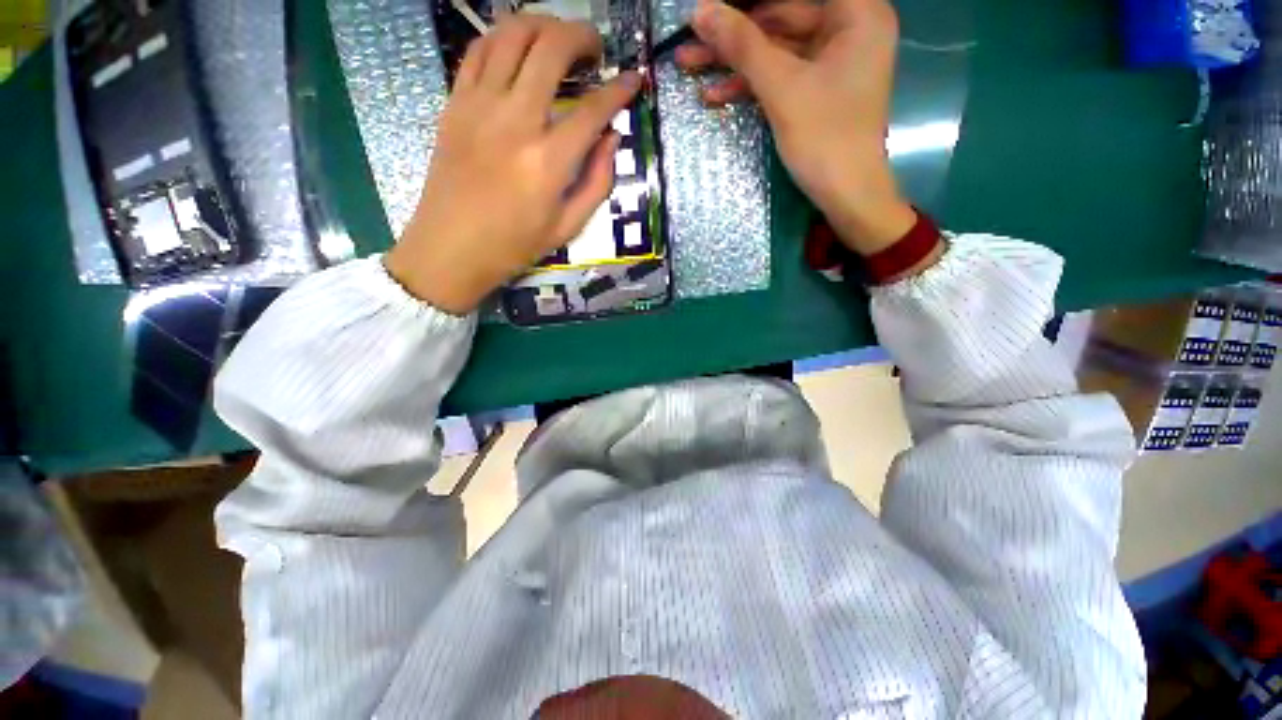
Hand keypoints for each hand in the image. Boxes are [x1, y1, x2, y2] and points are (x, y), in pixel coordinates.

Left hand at [386, 16, 641, 313]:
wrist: (451, 248)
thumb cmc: (514, 245)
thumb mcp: (569, 226)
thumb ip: (598, 181)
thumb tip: (613, 138)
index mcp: (549, 161)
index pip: (594, 109)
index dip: (620, 89)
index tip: (633, 80)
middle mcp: (515, 121)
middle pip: (552, 48)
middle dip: (582, 36)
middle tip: (595, 50)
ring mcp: (480, 106)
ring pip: (512, 34)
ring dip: (543, 25)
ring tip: (559, 40)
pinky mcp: (455, 103)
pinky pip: (479, 50)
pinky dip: (504, 37)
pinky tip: (518, 49)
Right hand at [680, 0, 917, 255]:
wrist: (846, 195)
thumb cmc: (825, 138)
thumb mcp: (781, 88)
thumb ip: (743, 46)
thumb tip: (701, 11)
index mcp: (856, 12)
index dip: (748, 1)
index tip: (714, 7)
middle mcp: (847, 27)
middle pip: (781, 15)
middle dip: (733, 33)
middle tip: (691, 39)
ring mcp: (831, 60)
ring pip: (775, 48)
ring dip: (733, 62)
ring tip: (688, 64)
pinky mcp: (816, 88)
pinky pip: (779, 75)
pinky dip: (749, 84)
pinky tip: (714, 94)